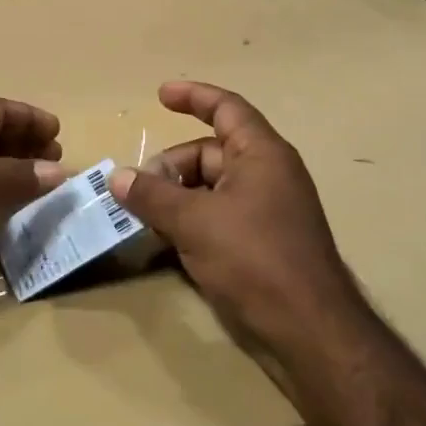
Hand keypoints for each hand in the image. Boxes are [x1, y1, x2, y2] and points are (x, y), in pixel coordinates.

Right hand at [109, 81, 361, 354]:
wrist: (308, 330)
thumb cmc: (254, 258)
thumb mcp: (194, 222)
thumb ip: (152, 195)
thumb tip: (117, 177)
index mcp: (261, 154)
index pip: (226, 108)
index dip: (193, 96)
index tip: (159, 95)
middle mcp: (267, 174)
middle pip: (210, 152)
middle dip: (171, 166)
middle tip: (136, 190)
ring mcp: (267, 210)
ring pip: (211, 188)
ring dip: (177, 197)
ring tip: (145, 217)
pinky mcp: (263, 242)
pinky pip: (219, 216)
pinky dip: (192, 220)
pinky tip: (168, 241)